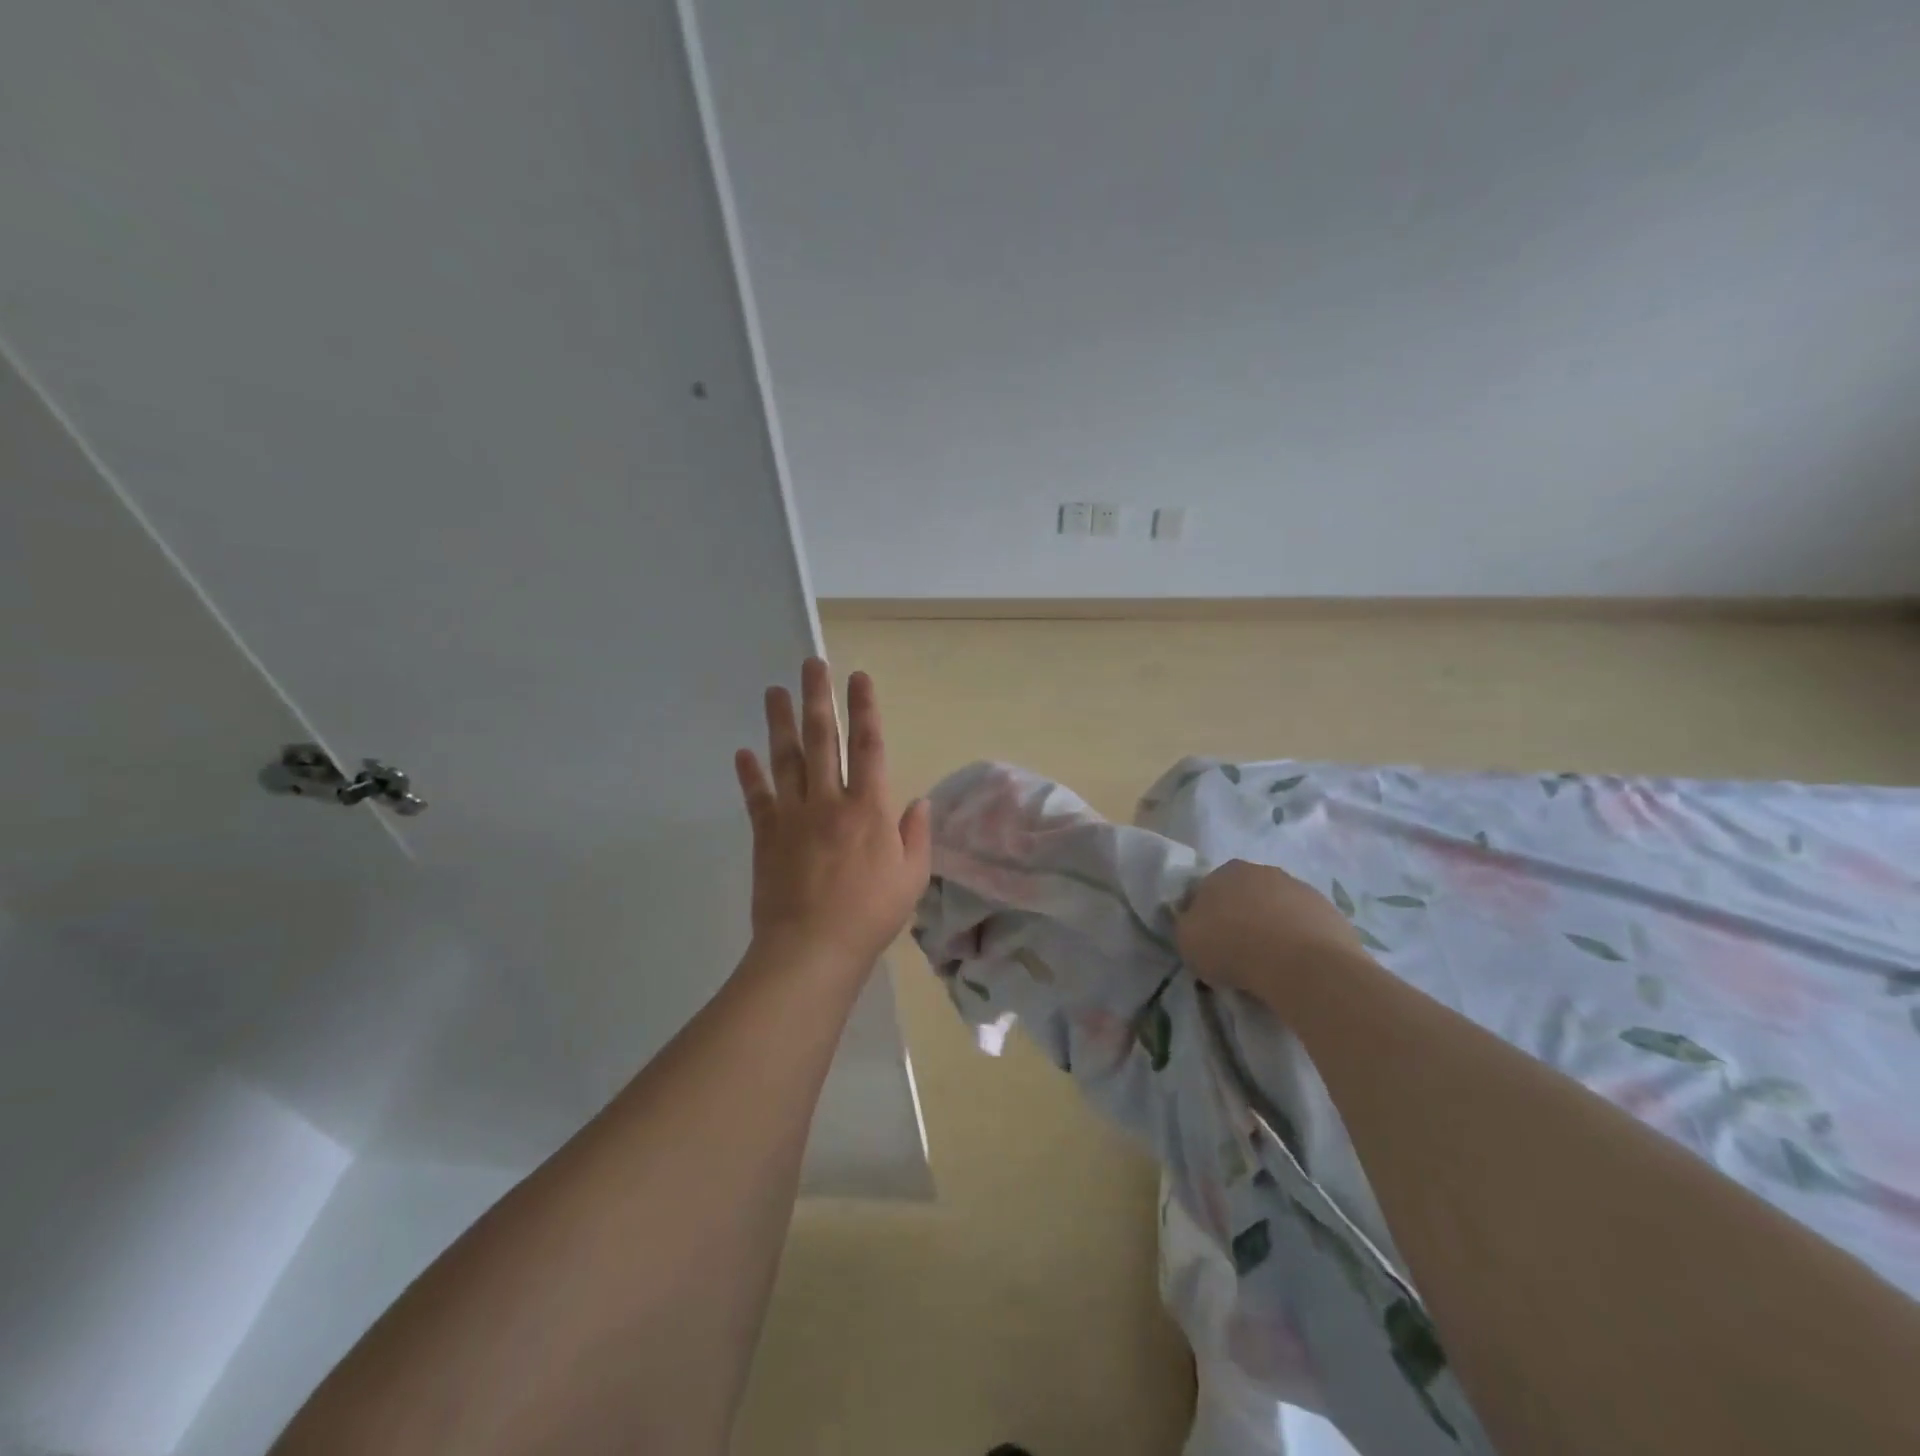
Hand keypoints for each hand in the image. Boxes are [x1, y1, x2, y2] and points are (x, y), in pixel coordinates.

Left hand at [734, 658, 931, 973]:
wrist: (812, 949)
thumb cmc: (870, 915)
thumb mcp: (911, 877)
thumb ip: (916, 835)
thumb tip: (919, 801)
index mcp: (868, 808)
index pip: (868, 746)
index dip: (865, 709)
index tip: (859, 677)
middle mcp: (829, 800)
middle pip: (823, 739)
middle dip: (819, 698)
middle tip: (811, 665)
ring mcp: (793, 815)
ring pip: (787, 758)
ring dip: (781, 722)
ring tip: (775, 692)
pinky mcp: (766, 835)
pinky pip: (757, 797)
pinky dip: (750, 774)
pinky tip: (743, 752)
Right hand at [1176, 859, 1364, 998]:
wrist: (1302, 965)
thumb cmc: (1233, 947)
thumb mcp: (1187, 940)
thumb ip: (1188, 926)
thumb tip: (1198, 925)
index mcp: (1226, 871)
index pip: (1206, 890)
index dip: (1204, 917)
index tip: (1206, 943)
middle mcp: (1264, 871)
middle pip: (1245, 896)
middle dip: (1240, 918)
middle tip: (1237, 953)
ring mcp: (1301, 889)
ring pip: (1278, 910)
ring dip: (1272, 929)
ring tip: (1270, 966)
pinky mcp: (1331, 913)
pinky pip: (1305, 928)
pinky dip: (1300, 944)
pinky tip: (1296, 968)